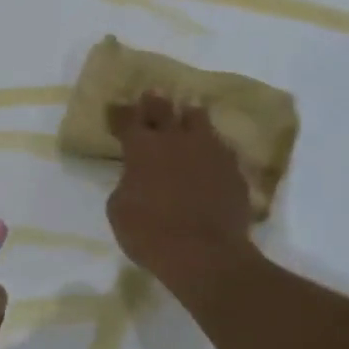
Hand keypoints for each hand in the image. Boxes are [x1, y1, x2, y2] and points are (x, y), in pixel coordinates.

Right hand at [106, 93, 256, 290]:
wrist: (205, 255)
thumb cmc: (150, 233)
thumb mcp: (118, 210)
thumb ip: (126, 184)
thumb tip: (135, 178)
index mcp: (142, 149)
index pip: (127, 120)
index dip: (120, 113)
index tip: (115, 106)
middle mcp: (176, 141)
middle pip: (164, 110)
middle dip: (155, 102)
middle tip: (153, 94)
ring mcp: (209, 152)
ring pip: (199, 121)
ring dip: (189, 116)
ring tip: (188, 113)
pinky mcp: (233, 170)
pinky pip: (221, 147)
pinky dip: (211, 146)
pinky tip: (210, 151)